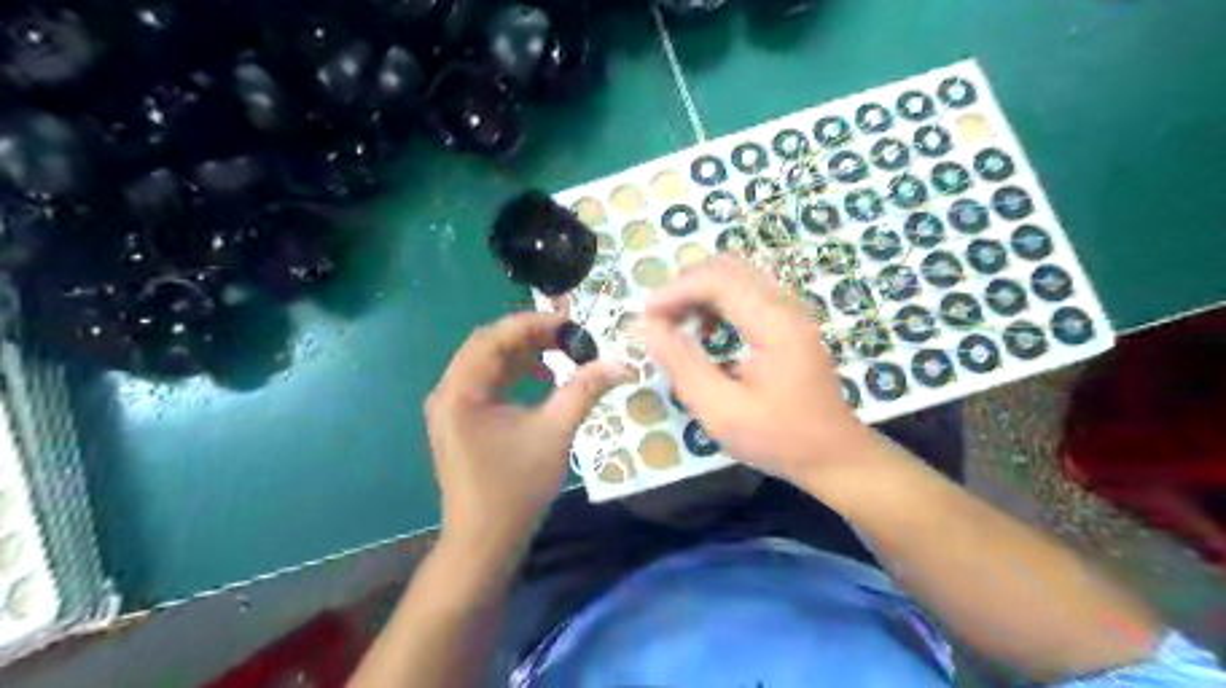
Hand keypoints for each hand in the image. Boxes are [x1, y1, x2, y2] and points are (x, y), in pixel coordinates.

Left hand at [426, 311, 631, 569]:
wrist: (484, 543)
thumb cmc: (515, 489)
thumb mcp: (554, 434)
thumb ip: (585, 391)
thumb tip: (621, 365)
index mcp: (461, 391)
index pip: (494, 337)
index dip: (533, 323)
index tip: (570, 321)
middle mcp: (448, 392)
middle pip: (488, 346)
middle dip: (529, 335)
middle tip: (568, 334)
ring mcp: (451, 408)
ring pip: (487, 363)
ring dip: (523, 354)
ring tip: (560, 352)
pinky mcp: (461, 422)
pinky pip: (487, 383)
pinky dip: (515, 375)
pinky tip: (542, 379)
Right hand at [642, 256, 882, 487]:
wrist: (836, 456)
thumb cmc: (779, 438)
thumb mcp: (721, 410)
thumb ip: (682, 364)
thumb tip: (647, 327)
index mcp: (773, 323)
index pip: (716, 279)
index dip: (674, 291)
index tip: (645, 318)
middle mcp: (785, 306)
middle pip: (727, 268)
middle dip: (685, 286)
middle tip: (658, 320)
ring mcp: (791, 312)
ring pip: (737, 277)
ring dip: (701, 293)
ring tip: (676, 326)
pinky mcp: (790, 322)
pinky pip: (748, 293)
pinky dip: (718, 303)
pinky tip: (706, 333)